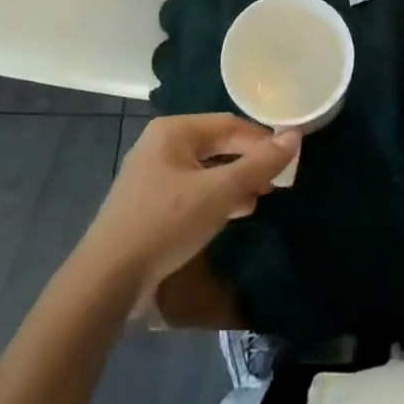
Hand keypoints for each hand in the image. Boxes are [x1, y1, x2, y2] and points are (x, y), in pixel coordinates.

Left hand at [78, 114, 298, 304]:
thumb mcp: (219, 192)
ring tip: (260, 199)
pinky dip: (215, 198)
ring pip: (205, 169)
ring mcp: (152, 175)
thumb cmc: (166, 223)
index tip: (288, 161)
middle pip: (217, 145)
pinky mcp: (150, 204)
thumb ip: (259, 164)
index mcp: (174, 131)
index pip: (229, 124)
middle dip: (248, 162)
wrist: (108, 279)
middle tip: (276, 183)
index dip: (261, 140)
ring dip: (234, 182)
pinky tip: (233, 214)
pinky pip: (192, 190)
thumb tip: (296, 136)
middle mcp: (161, 145)